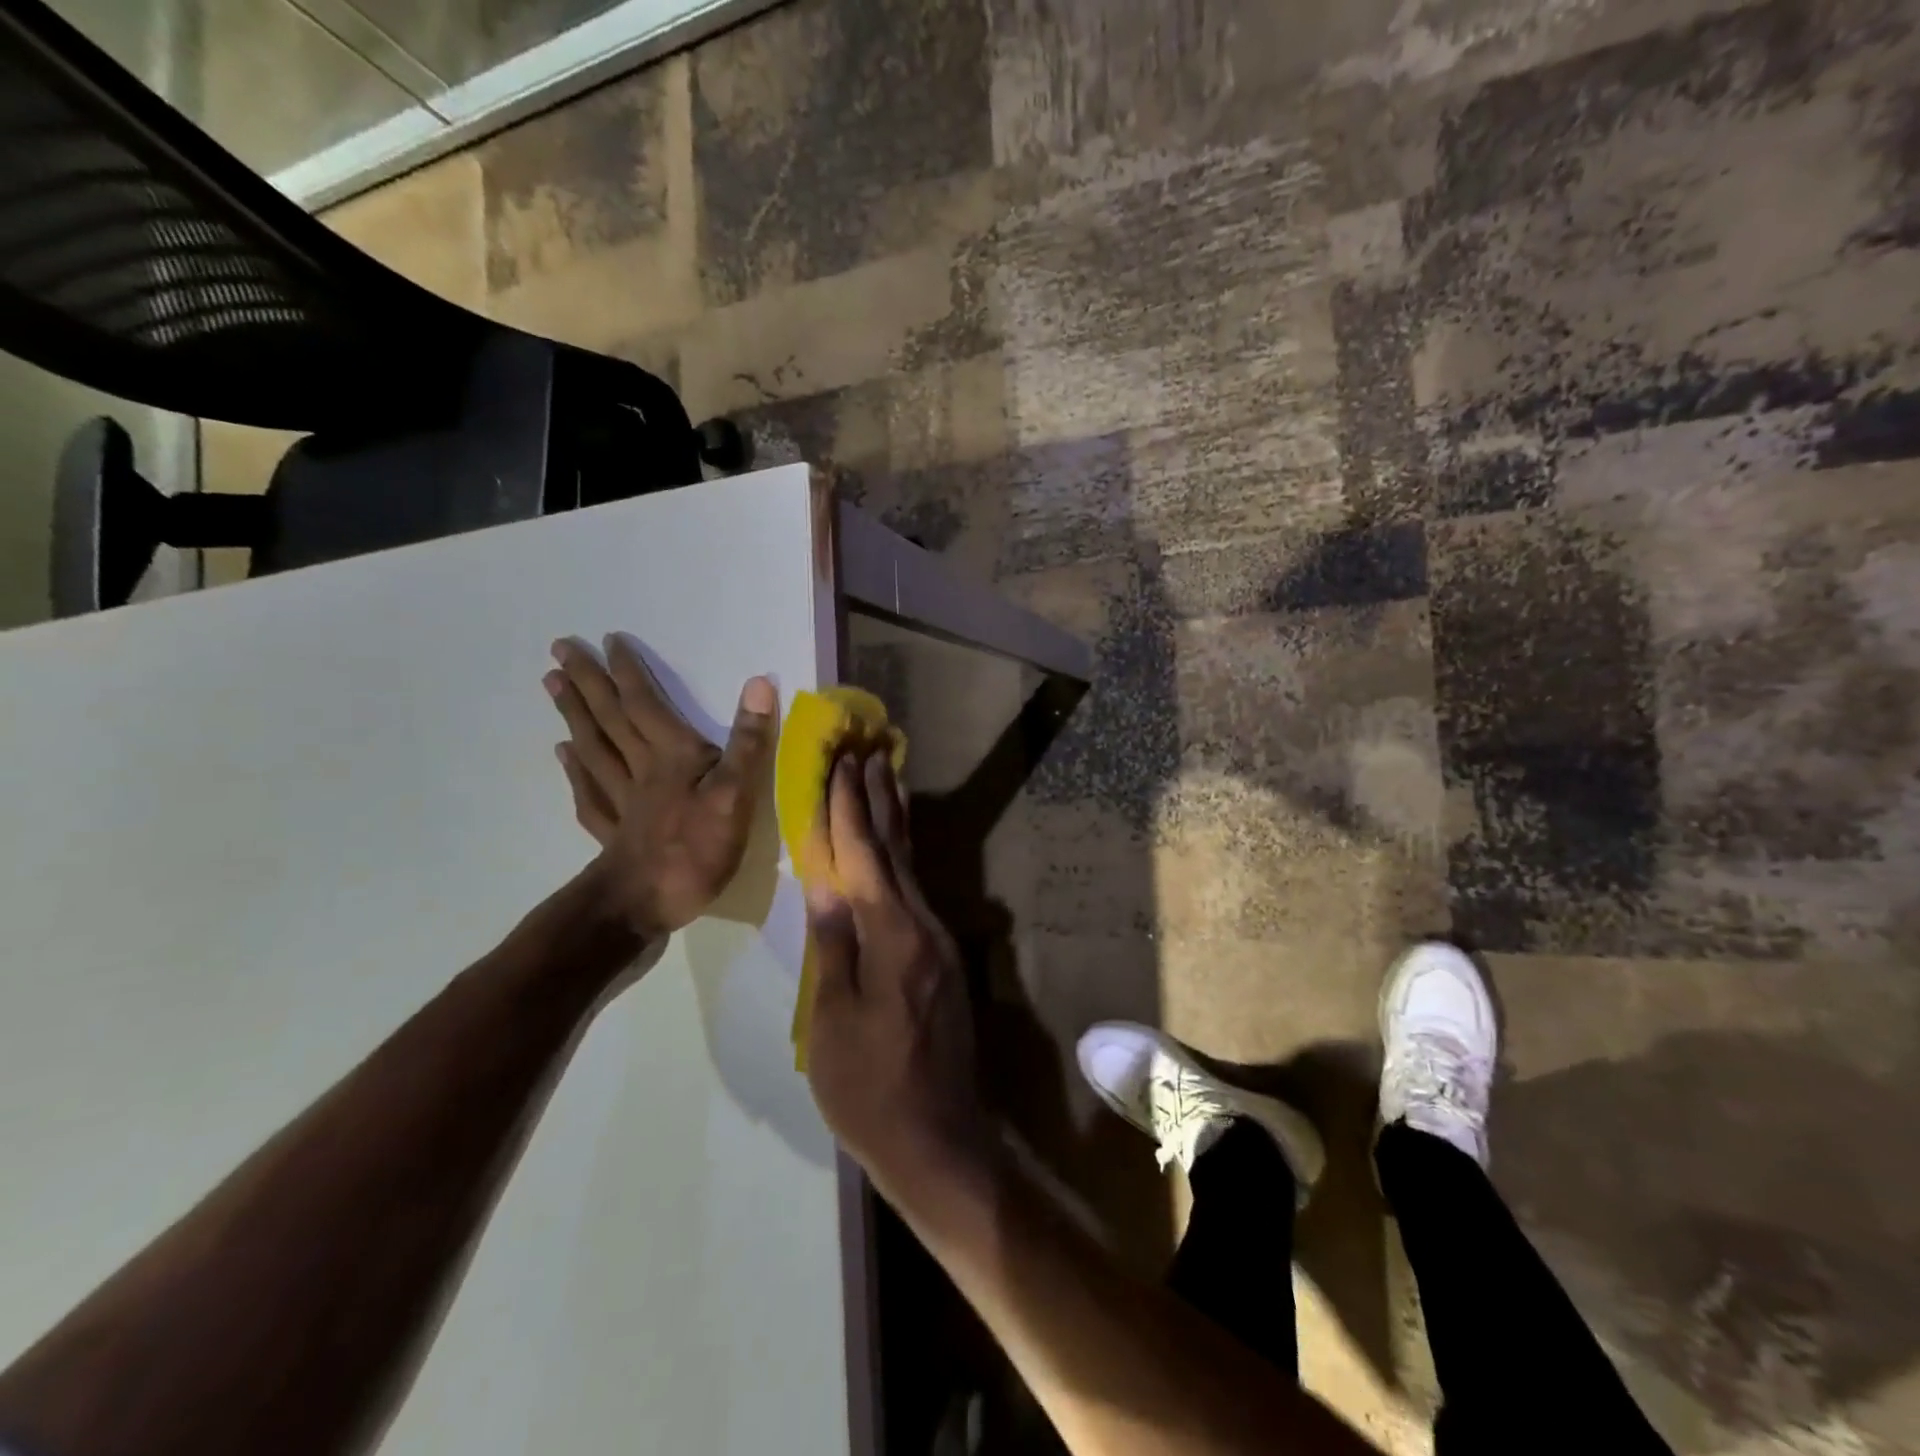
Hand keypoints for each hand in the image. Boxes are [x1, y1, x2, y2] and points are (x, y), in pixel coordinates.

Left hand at [545, 635, 776, 939]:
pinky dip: (575, 769)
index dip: (628, 672)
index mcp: (671, 757)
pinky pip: (590, 790)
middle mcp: (640, 770)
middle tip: (559, 649)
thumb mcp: (735, 794)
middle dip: (588, 682)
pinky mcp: (614, 830)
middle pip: (610, 719)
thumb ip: (748, 741)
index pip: (645, 705)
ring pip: (594, 747)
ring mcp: (622, 800)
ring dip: (574, 714)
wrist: (646, 904)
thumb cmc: (696, 849)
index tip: (607, 640)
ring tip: (553, 686)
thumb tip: (759, 683)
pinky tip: (563, 755)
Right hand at [804, 753, 994, 1207]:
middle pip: (896, 850)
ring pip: (911, 868)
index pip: (865, 857)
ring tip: (886, 780)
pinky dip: (901, 860)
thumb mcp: (833, 1020)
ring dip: (895, 822)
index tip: (841, 764)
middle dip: (879, 799)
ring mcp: (938, 943)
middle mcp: (923, 927)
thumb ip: (833, 946)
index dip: (850, 809)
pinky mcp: (941, 960)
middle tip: (869, 752)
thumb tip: (825, 885)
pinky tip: (894, 851)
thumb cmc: (869, 1087)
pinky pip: (915, 893)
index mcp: (894, 936)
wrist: (937, 1139)